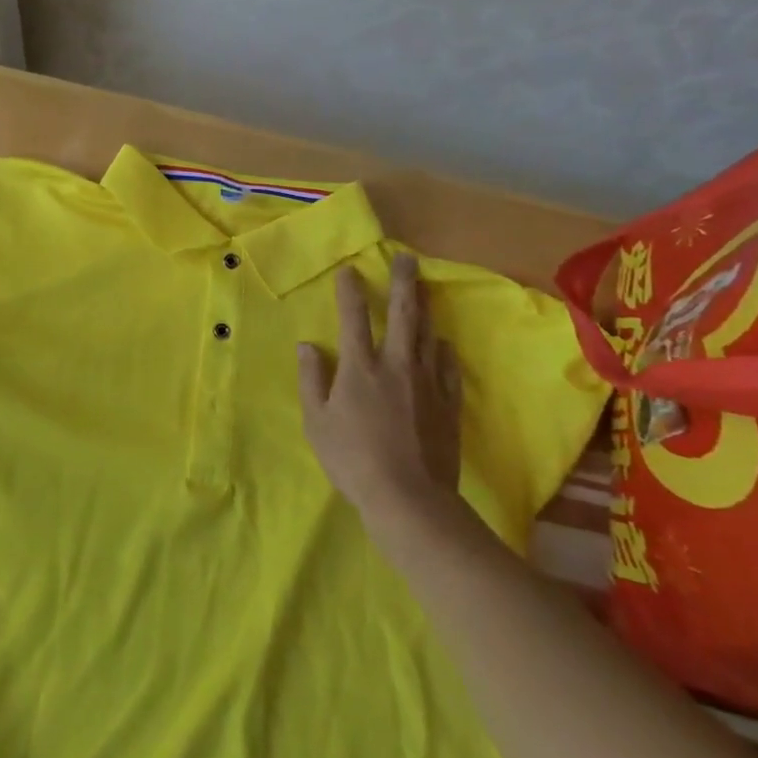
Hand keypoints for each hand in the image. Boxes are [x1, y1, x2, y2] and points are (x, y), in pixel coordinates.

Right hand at [298, 252, 462, 520]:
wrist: (410, 498)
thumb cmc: (352, 458)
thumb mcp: (316, 421)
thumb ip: (312, 379)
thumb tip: (308, 345)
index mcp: (360, 367)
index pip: (354, 318)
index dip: (351, 292)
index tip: (351, 271)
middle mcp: (396, 365)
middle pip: (403, 315)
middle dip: (404, 283)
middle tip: (408, 259)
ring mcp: (427, 384)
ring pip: (428, 336)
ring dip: (425, 310)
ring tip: (424, 291)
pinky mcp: (448, 405)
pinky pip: (449, 368)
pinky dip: (445, 351)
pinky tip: (443, 345)